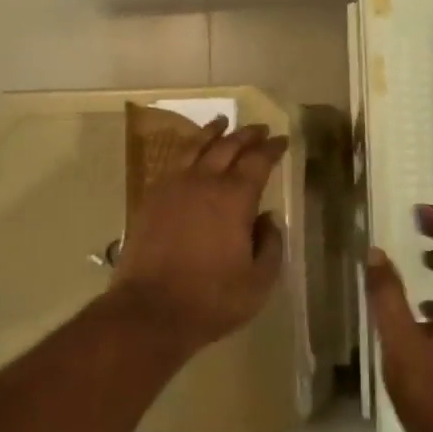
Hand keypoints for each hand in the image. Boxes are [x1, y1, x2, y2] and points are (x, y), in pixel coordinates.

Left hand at [112, 120, 288, 351]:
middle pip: (228, 146)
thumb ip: (270, 245)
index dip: (272, 148)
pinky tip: (190, 153)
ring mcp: (173, 187)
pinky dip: (187, 150)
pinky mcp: (151, 198)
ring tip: (222, 122)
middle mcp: (204, 182)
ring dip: (213, 132)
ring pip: (196, 147)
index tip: (282, 140)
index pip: (258, 161)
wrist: (150, 309)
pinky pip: (173, 163)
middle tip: (259, 128)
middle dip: (246, 134)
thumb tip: (269, 218)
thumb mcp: (258, 282)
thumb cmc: (211, 299)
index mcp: (235, 198)